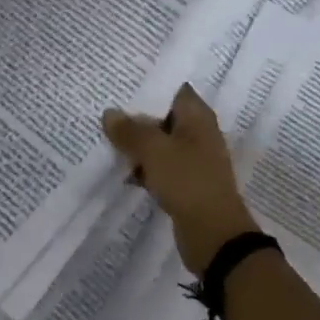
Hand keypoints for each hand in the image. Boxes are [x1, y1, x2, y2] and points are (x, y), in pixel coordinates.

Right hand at [101, 84, 259, 274]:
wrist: (213, 234)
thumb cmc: (187, 181)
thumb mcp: (154, 151)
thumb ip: (130, 131)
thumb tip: (109, 113)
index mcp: (198, 117)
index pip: (173, 90)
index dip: (149, 87)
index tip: (121, 85)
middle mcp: (199, 133)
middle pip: (163, 117)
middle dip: (137, 117)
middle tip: (106, 112)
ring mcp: (193, 160)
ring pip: (160, 144)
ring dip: (138, 145)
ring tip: (106, 140)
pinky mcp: (186, 183)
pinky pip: (161, 168)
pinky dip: (144, 168)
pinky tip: (123, 173)